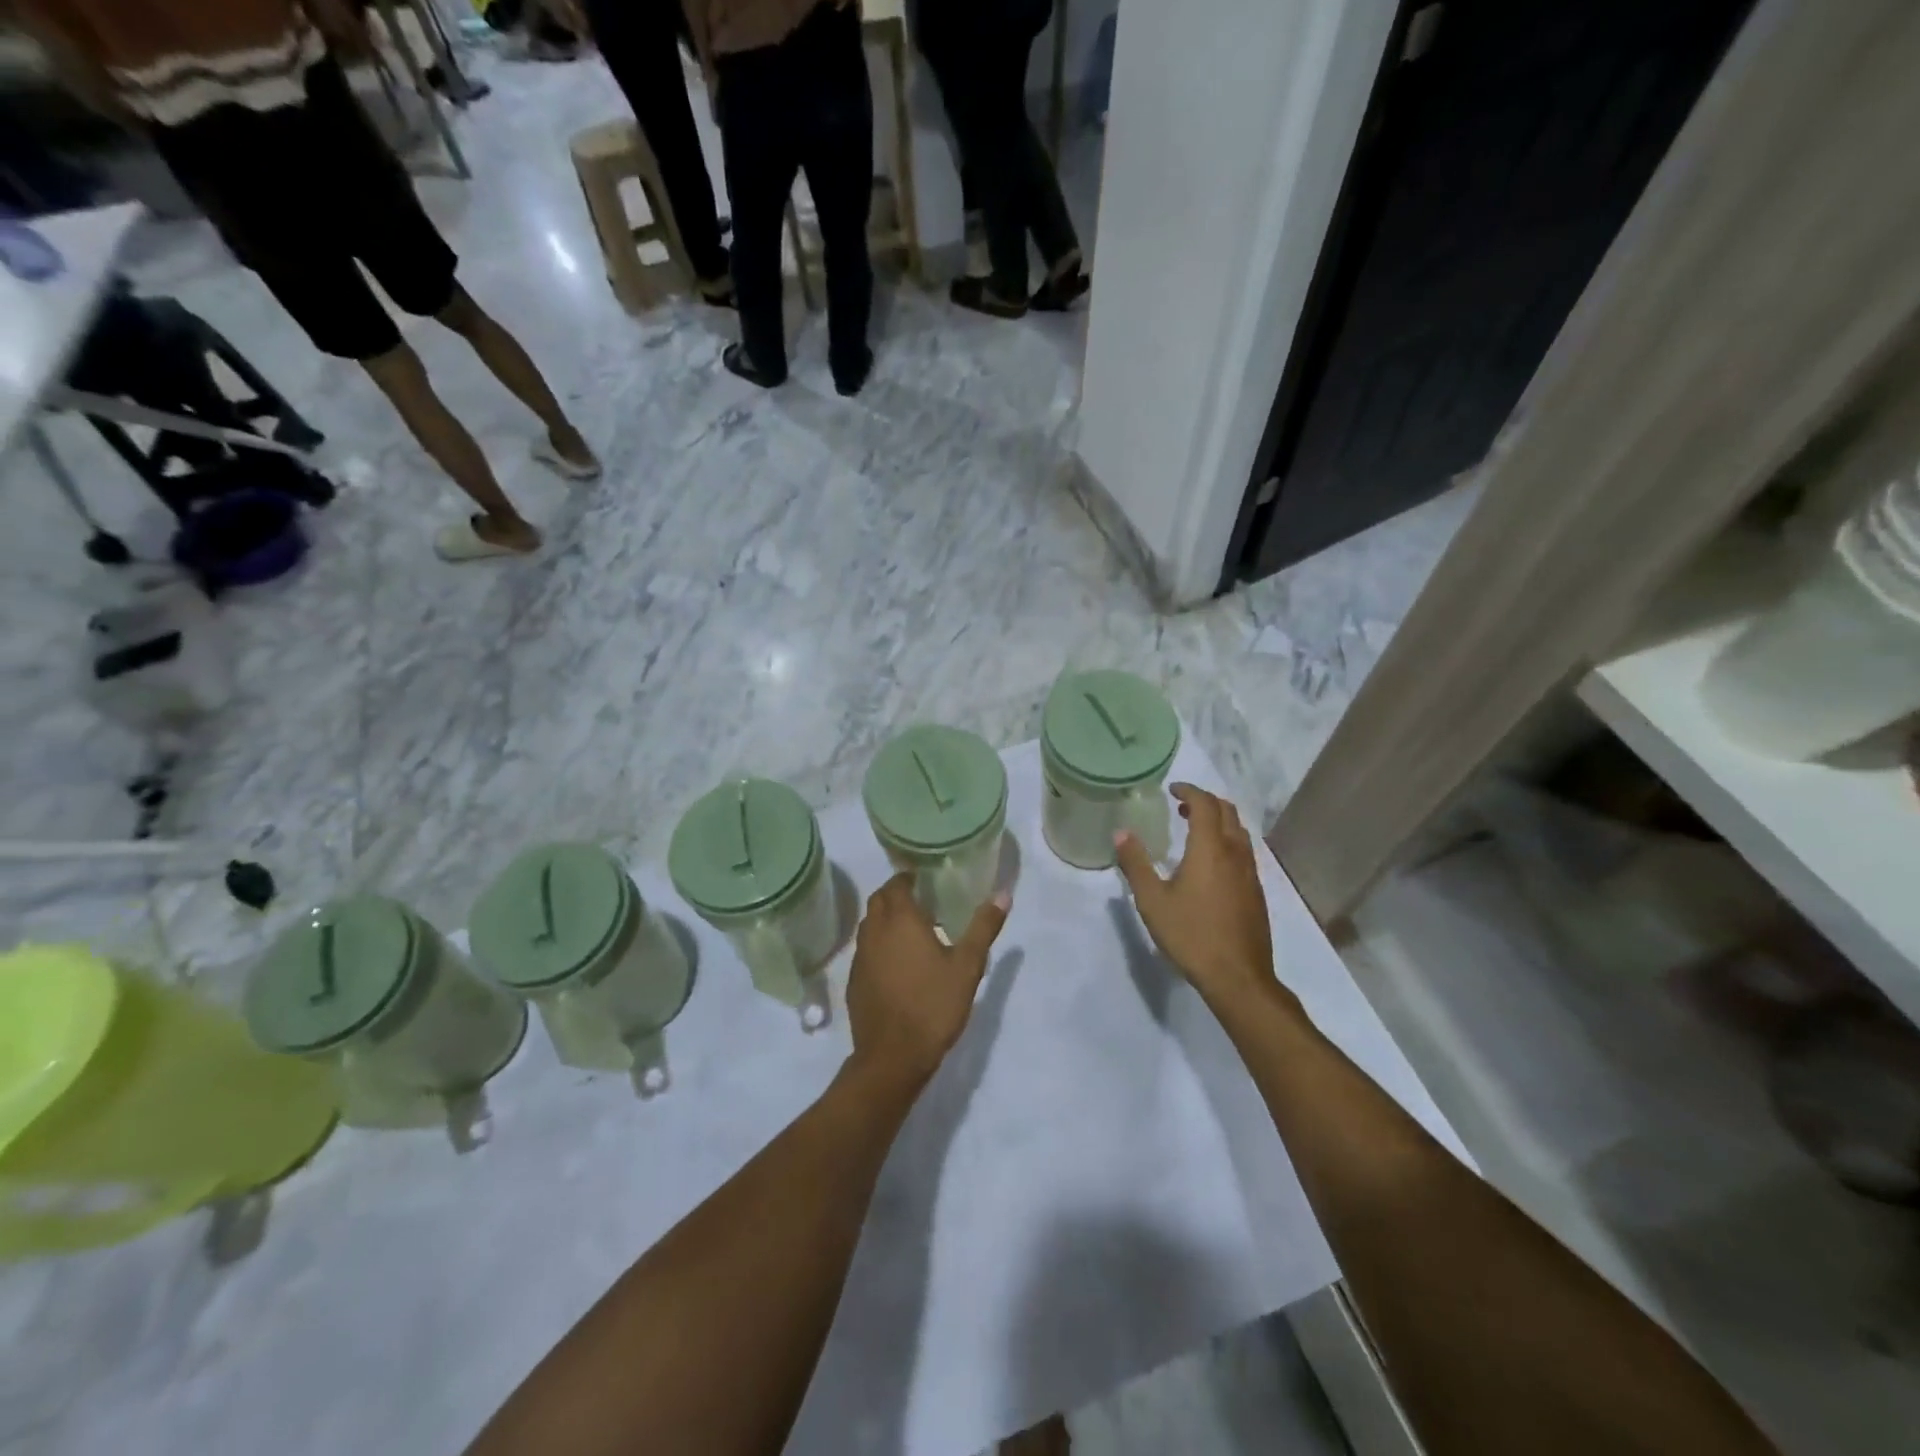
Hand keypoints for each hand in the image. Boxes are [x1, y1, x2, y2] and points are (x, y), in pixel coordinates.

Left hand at [845, 875, 1009, 1093]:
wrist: (893, 1056)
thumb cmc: (933, 1005)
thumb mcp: (968, 966)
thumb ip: (983, 927)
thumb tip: (1003, 894)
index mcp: (901, 920)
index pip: (897, 884)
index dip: (908, 878)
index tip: (926, 880)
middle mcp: (875, 931)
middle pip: (879, 900)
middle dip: (896, 894)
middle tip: (922, 902)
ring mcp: (861, 957)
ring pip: (870, 924)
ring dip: (886, 919)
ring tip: (912, 930)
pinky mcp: (855, 980)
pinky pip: (866, 950)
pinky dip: (880, 944)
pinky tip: (898, 963)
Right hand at [1116, 784, 1275, 1007]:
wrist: (1238, 976)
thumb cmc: (1191, 934)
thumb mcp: (1152, 900)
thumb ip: (1135, 864)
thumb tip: (1120, 833)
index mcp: (1210, 849)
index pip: (1205, 804)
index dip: (1189, 790)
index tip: (1172, 789)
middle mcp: (1235, 853)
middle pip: (1227, 811)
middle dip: (1205, 801)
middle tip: (1181, 806)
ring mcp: (1250, 872)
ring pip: (1239, 831)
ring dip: (1218, 820)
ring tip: (1195, 829)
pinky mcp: (1256, 891)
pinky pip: (1244, 851)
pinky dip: (1227, 840)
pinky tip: (1211, 862)